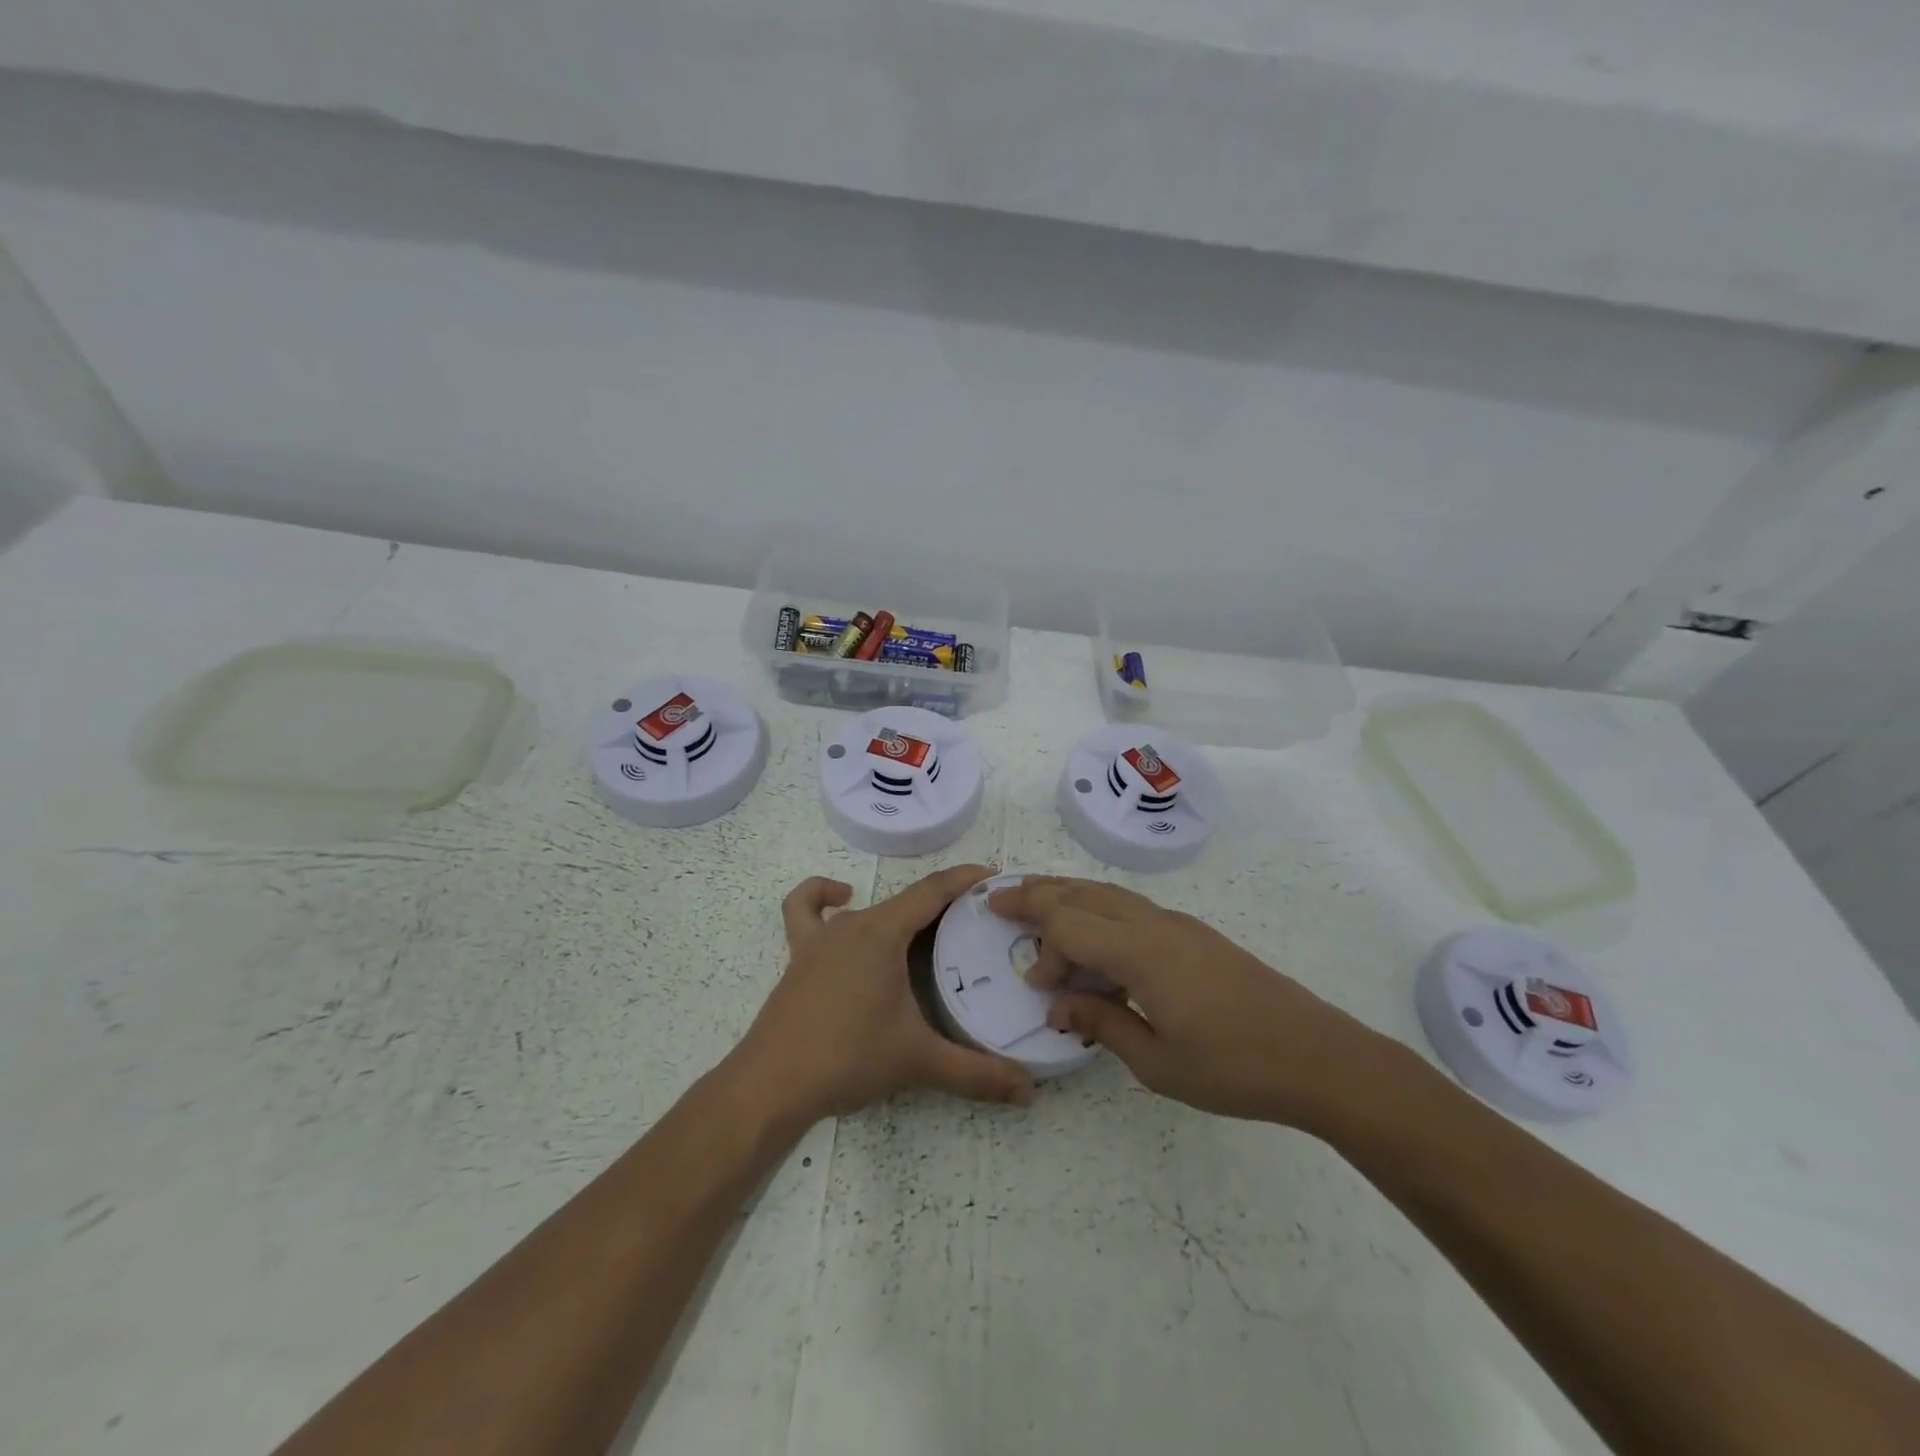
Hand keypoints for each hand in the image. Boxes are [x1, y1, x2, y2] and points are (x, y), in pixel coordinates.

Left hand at [731, 865, 1036, 1125]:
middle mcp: (854, 924)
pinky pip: (807, 911)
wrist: (772, 1084)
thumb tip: (1030, 1091)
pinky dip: (823, 897)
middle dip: (945, 902)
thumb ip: (977, 1074)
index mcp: (883, 933)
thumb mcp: (919, 1062)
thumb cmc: (848, 1058)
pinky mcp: (799, 957)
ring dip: (900, 911)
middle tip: (980, 921)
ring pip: (869, 909)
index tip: (995, 878)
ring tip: (926, 929)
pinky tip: (842, 902)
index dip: (966, 879)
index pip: (933, 891)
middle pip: (906, 900)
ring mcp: (822, 939)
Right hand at [988, 876, 1387, 1128]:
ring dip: (1069, 894)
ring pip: (1109, 894)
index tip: (1036, 985)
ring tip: (1037, 897)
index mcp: (1141, 953)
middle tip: (999, 896)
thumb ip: (1102, 1024)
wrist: (1318, 1057)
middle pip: (1083, 894)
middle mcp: (1155, 924)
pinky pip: (1131, 907)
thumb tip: (1058, 1006)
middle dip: (1038, 893)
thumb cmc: (1235, 1068)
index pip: (1070, 926)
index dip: (1042, 947)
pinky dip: (1099, 908)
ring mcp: (1178, 924)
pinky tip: (1096, 931)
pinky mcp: (1195, 934)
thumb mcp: (1158, 1062)